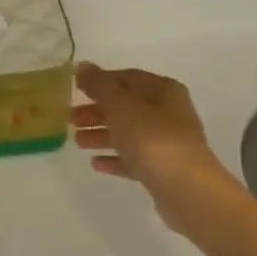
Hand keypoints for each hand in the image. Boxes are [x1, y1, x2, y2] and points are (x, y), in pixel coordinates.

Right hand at [73, 62, 229, 236]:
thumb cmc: (153, 139)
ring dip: (102, 135)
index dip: (101, 81)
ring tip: (77, 142)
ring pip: (129, 133)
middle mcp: (169, 113)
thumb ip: (100, 86)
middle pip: (127, 107)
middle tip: (70, 119)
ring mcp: (167, 143)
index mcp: (164, 91)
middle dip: (98, 111)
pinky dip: (115, 158)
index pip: (128, 78)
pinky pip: (134, 159)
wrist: (186, 189)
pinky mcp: (163, 170)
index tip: (75, 89)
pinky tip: (95, 163)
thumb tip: (82, 66)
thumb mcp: (121, 106)